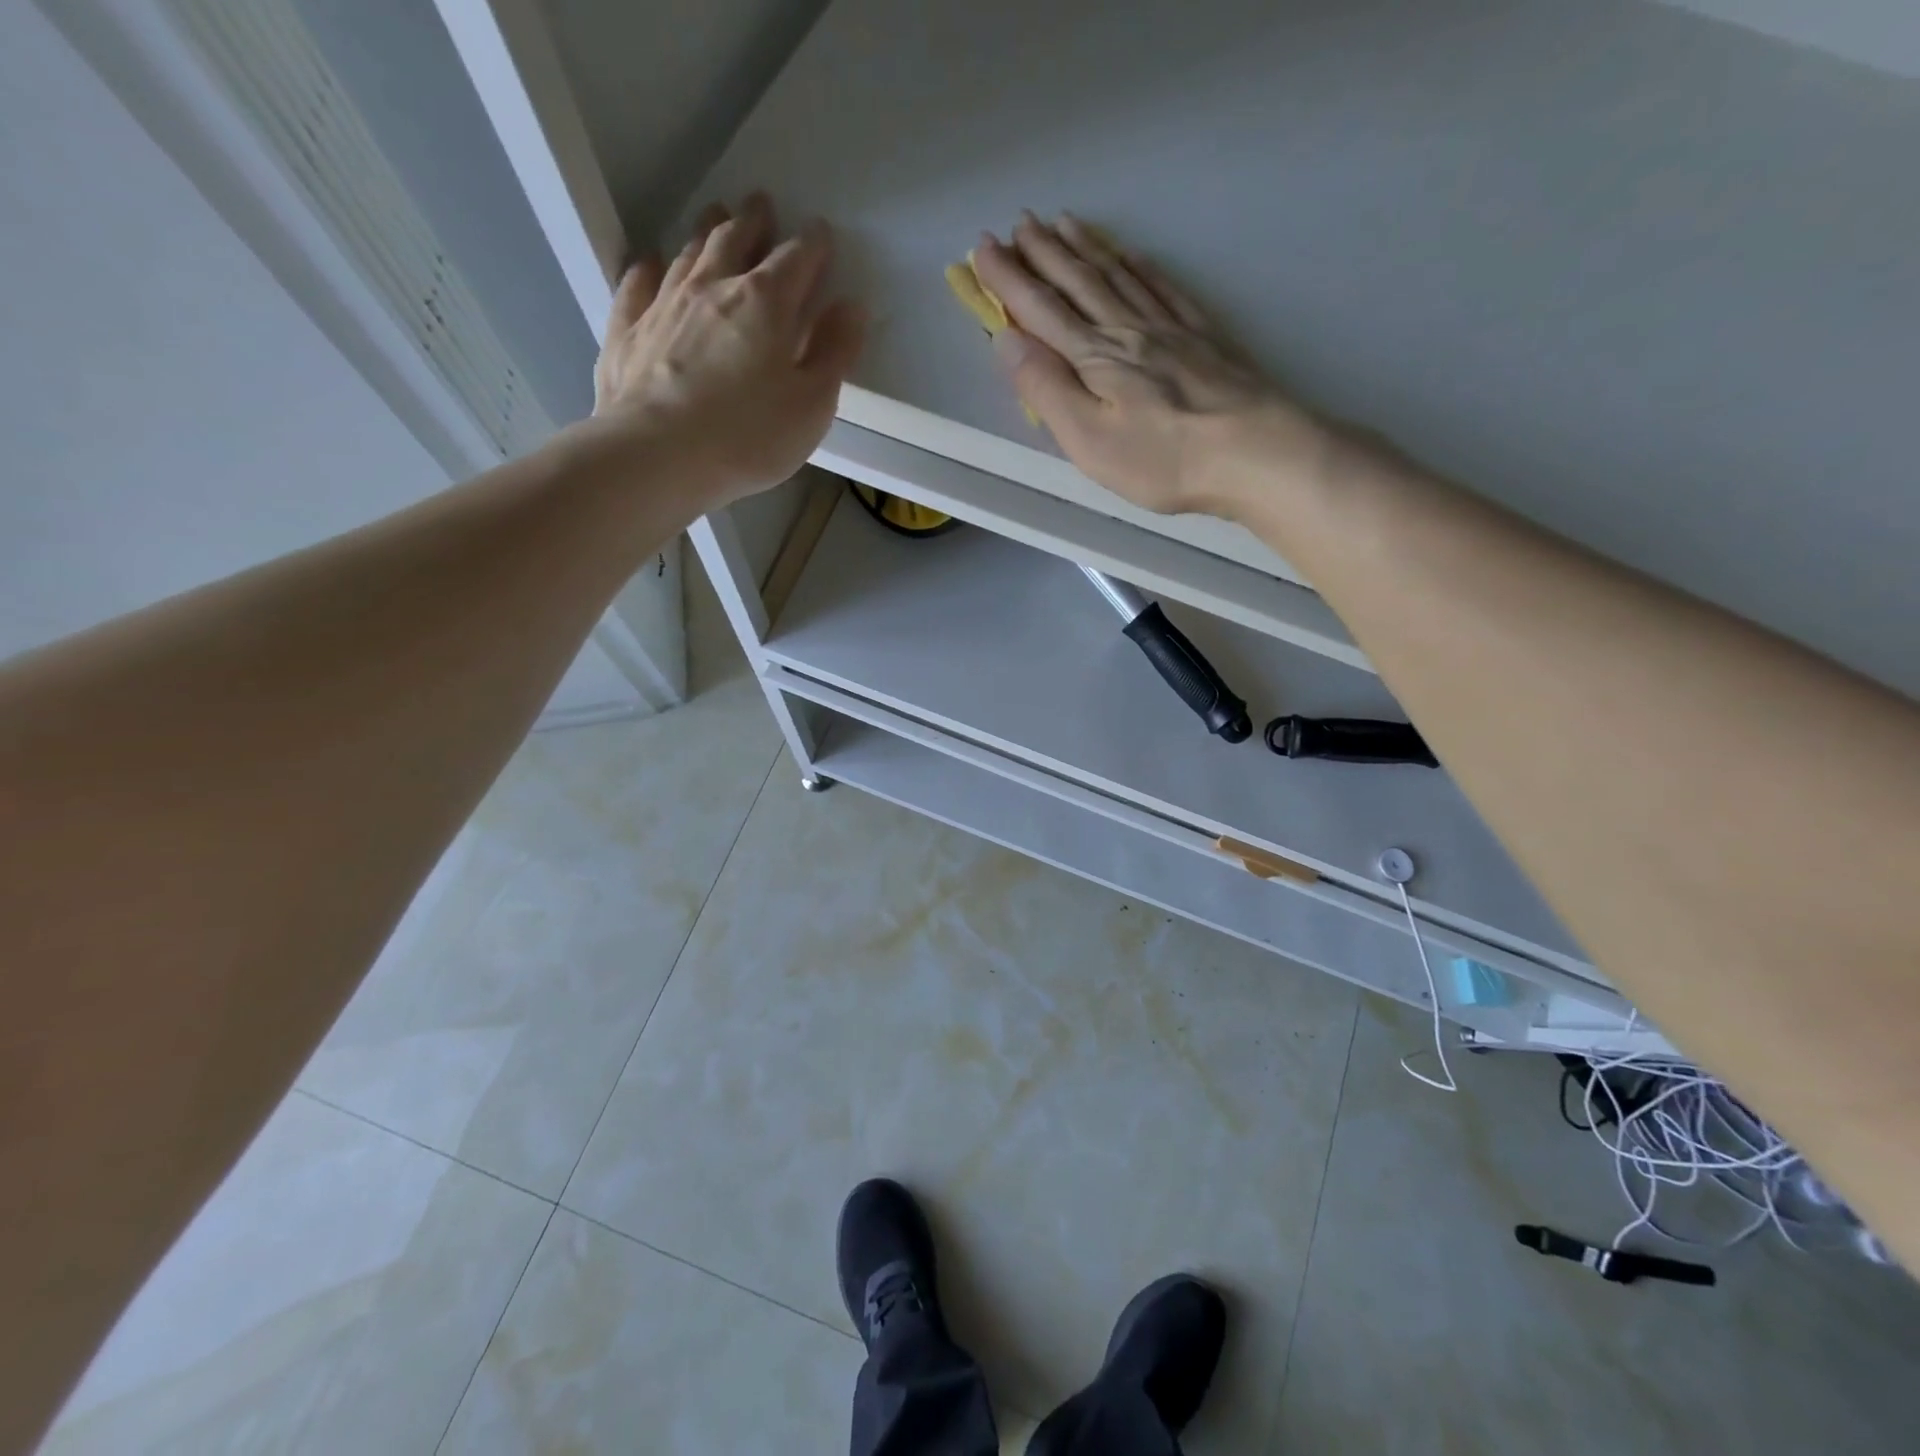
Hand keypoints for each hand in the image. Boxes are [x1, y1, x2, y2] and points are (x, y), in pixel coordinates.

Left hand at [592, 193, 864, 507]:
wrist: (657, 455)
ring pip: (689, 252)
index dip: (814, 245)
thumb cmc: (749, 436)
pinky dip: (650, 269)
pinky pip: (638, 283)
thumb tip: (852, 306)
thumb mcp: (812, 404)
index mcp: (768, 302)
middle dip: (755, 220)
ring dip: (707, 232)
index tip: (823, 236)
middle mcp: (714, 286)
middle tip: (762, 205)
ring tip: (716, 217)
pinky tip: (652, 264)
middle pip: (737, 238)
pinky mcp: (627, 327)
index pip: (798, 258)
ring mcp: (664, 302)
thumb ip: (835, 353)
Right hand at [972, 213, 1325, 518]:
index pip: (1040, 311)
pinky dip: (1140, 267)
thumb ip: (1046, 388)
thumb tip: (1006, 339)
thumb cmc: (1162, 459)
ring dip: (1085, 250)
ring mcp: (1168, 330)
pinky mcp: (1202, 338)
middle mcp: (1127, 331)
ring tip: (1062, 223)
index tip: (982, 248)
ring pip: (1117, 277)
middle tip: (1017, 224)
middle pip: (1077, 284)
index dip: (1008, 279)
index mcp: (1093, 358)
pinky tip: (1132, 254)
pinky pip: (1163, 289)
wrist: (1253, 451)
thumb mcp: (1088, 438)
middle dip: (1042, 254)